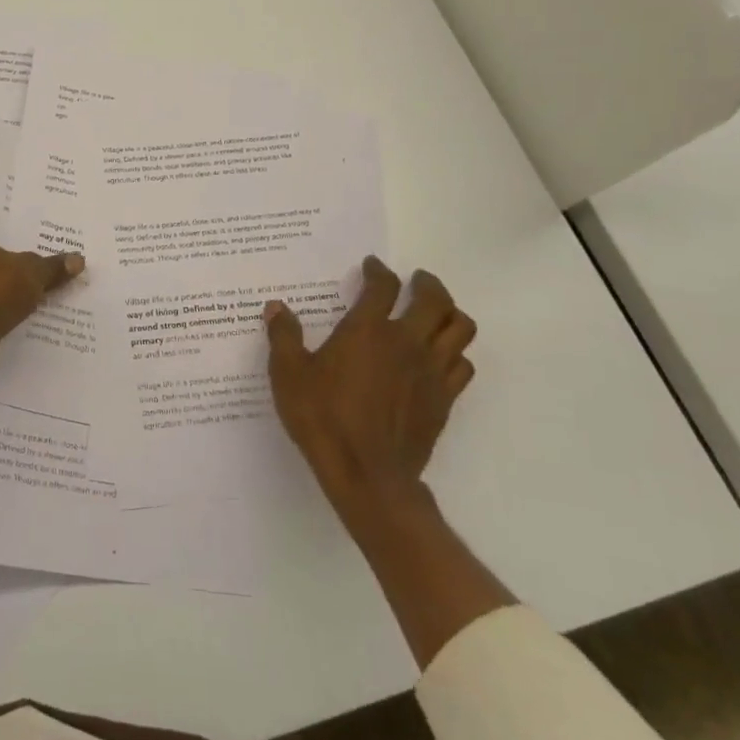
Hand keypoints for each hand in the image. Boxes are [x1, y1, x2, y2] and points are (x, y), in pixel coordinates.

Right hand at [263, 257, 476, 522]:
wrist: (367, 474)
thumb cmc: (323, 419)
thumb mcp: (288, 374)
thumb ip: (284, 337)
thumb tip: (276, 307)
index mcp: (368, 331)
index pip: (382, 286)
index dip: (378, 271)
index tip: (372, 265)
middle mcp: (406, 342)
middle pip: (435, 300)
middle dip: (427, 284)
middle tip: (415, 280)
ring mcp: (431, 371)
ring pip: (460, 329)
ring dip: (451, 313)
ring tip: (436, 312)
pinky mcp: (444, 399)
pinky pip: (463, 365)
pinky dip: (455, 353)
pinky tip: (440, 357)